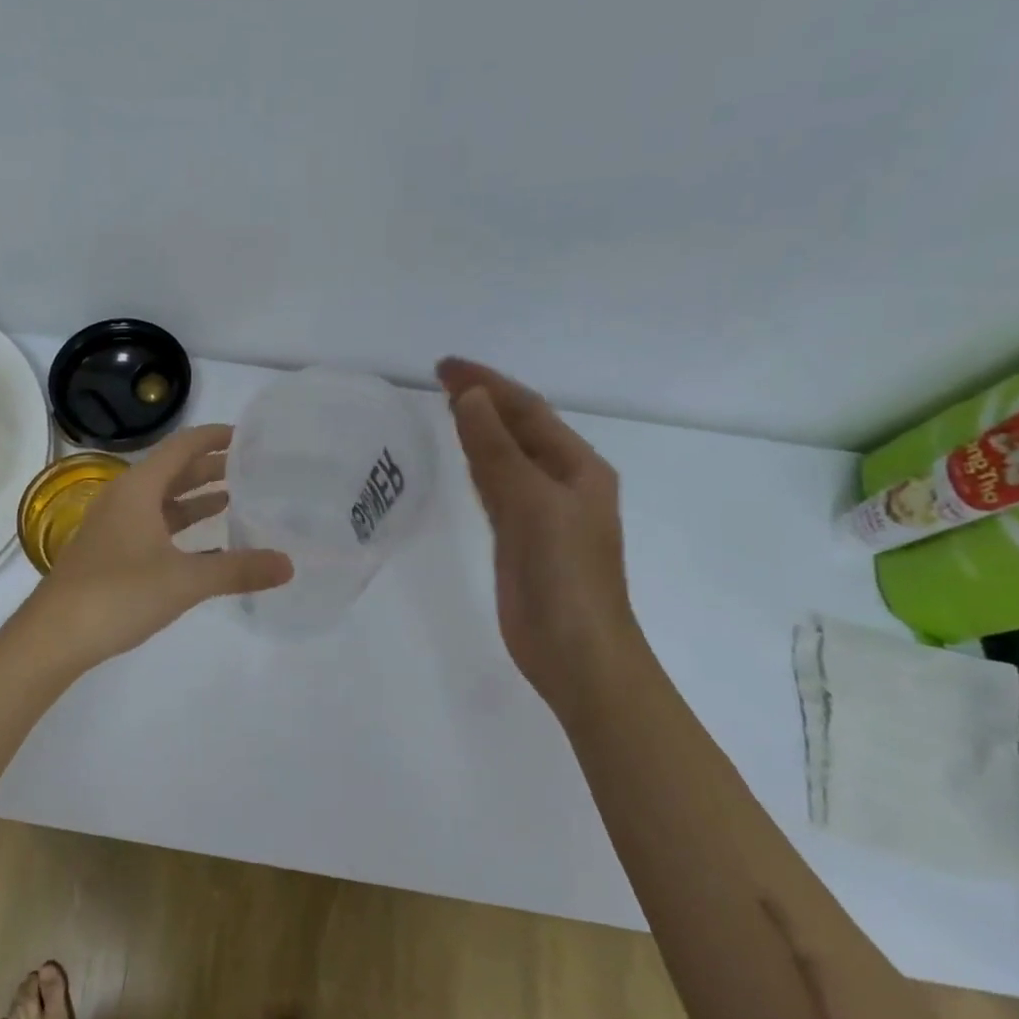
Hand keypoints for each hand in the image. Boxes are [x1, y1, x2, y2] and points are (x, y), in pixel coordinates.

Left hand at [21, 425, 292, 673]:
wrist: (54, 636)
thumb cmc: (118, 594)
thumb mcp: (185, 580)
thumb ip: (237, 570)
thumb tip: (288, 565)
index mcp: (138, 489)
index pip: (181, 447)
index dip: (213, 437)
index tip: (246, 436)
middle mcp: (124, 500)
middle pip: (172, 472)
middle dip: (209, 468)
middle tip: (249, 468)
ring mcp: (114, 528)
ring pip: (162, 503)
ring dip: (194, 499)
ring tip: (233, 498)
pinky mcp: (110, 554)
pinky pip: (153, 529)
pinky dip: (181, 531)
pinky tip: (207, 547)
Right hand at [439, 358, 646, 712]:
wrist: (575, 652)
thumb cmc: (563, 574)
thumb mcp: (531, 503)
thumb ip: (497, 450)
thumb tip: (469, 397)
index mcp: (577, 467)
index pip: (528, 410)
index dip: (488, 383)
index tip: (446, 366)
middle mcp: (562, 482)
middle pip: (519, 429)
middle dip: (484, 400)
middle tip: (441, 379)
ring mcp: (541, 513)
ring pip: (507, 457)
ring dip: (481, 430)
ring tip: (448, 406)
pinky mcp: (520, 539)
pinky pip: (497, 488)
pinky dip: (479, 466)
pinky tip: (465, 458)